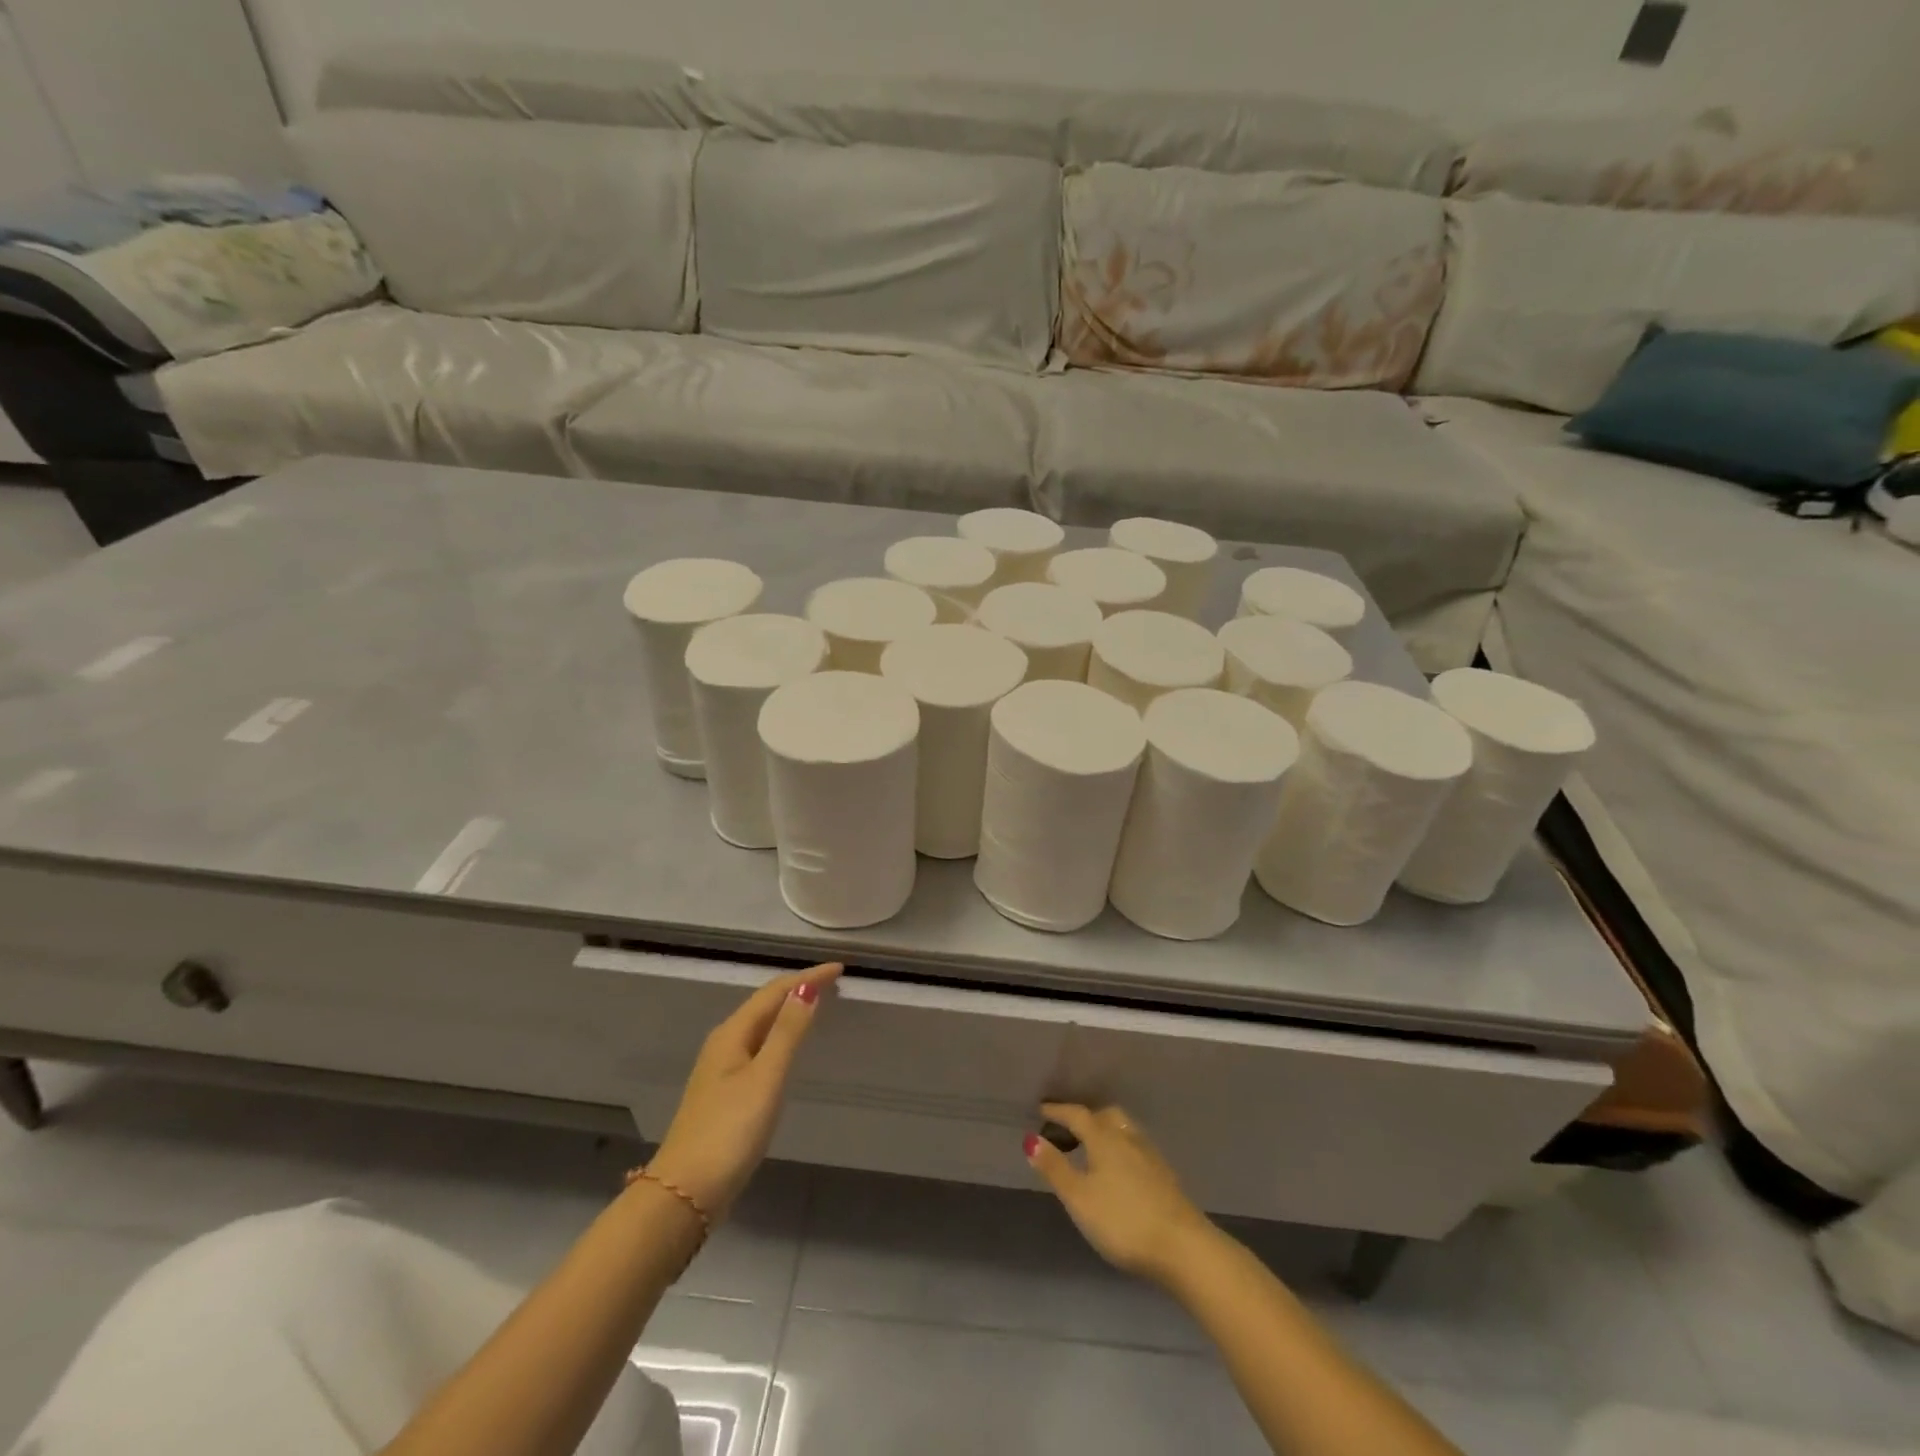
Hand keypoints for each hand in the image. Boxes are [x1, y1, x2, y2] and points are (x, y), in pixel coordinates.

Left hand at [647, 963, 840, 1217]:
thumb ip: (788, 1032)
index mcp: (732, 1034)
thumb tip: (807, 988)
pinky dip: (779, 1036)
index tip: (839, 969)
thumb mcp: (766, 1078)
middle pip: (764, 1004)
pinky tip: (787, 1049)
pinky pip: (758, 1047)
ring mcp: (721, 1070)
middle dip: (797, 989)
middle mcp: (723, 1044)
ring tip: (815, 1006)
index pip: (774, 992)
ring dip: (787, 1012)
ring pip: (760, 1026)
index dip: (806, 978)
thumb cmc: (730, 1131)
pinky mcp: (724, 1093)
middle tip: (831, 983)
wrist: (685, 1194)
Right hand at [1026, 1103, 1217, 1286]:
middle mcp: (1127, 1137)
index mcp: (1103, 1137)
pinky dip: (1121, 1148)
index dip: (1057, 1111)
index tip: (1041, 1110)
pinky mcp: (1164, 1175)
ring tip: (1092, 1148)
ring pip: (1123, 1130)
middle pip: (1104, 1116)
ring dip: (1105, 1131)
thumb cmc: (1123, 1220)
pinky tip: (1119, 1170)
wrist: (1183, 1247)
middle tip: (1068, 1129)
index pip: (1076, 1115)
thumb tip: (1031, 1138)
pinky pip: (1135, 1147)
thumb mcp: (1079, 1198)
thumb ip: (1054, 1168)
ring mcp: (1149, 1155)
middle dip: (1085, 1117)